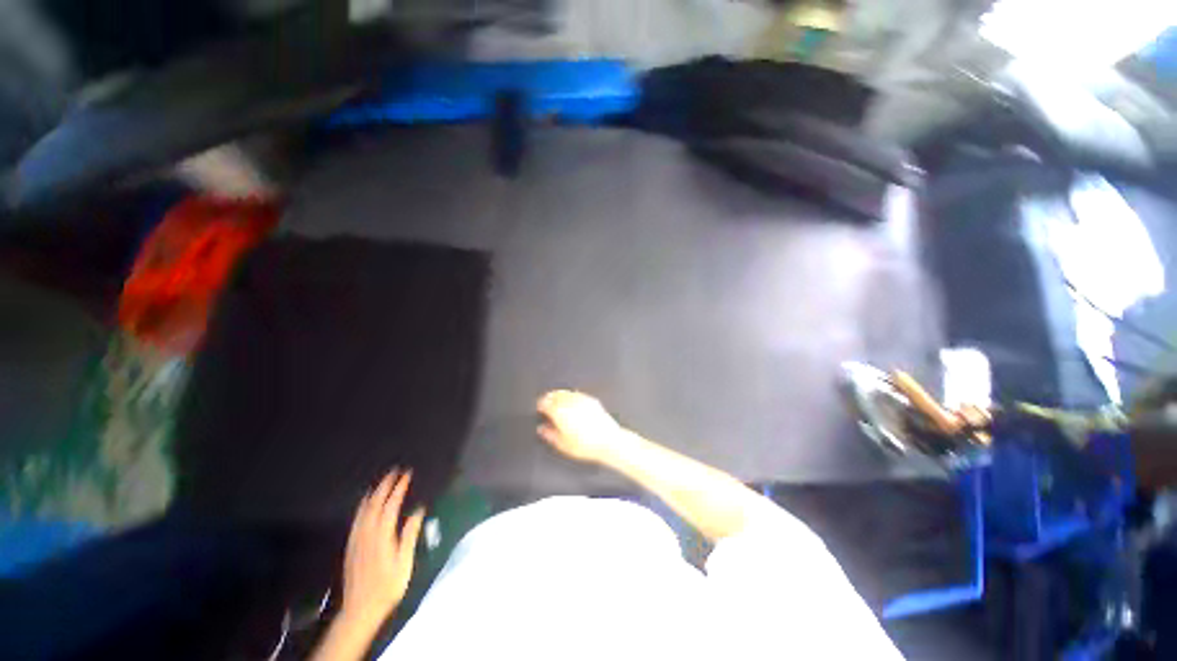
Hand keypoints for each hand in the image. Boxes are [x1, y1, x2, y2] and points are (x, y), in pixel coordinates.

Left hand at [339, 470, 425, 628]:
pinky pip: (356, 520)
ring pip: (363, 510)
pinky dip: (362, 507)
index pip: (391, 505)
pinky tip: (364, 505)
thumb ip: (409, 535)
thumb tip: (418, 511)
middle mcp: (367, 533)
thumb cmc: (388, 586)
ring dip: (373, 493)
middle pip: (375, 504)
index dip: (399, 488)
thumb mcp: (404, 562)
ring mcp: (356, 539)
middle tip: (394, 471)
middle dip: (385, 485)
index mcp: (382, 535)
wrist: (360, 609)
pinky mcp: (351, 546)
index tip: (407, 475)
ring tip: (380, 482)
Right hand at [537, 390, 629, 463]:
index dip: (540, 405)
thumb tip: (542, 429)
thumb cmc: (586, 445)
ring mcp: (581, 399)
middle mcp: (569, 402)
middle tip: (546, 405)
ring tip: (557, 403)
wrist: (608, 441)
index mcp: (559, 412)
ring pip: (565, 392)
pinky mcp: (590, 400)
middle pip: (554, 395)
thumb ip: (549, 434)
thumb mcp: (562, 445)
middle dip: (548, 398)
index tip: (539, 409)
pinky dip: (571, 397)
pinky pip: (576, 394)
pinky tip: (571, 403)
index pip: (544, 402)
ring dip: (559, 396)